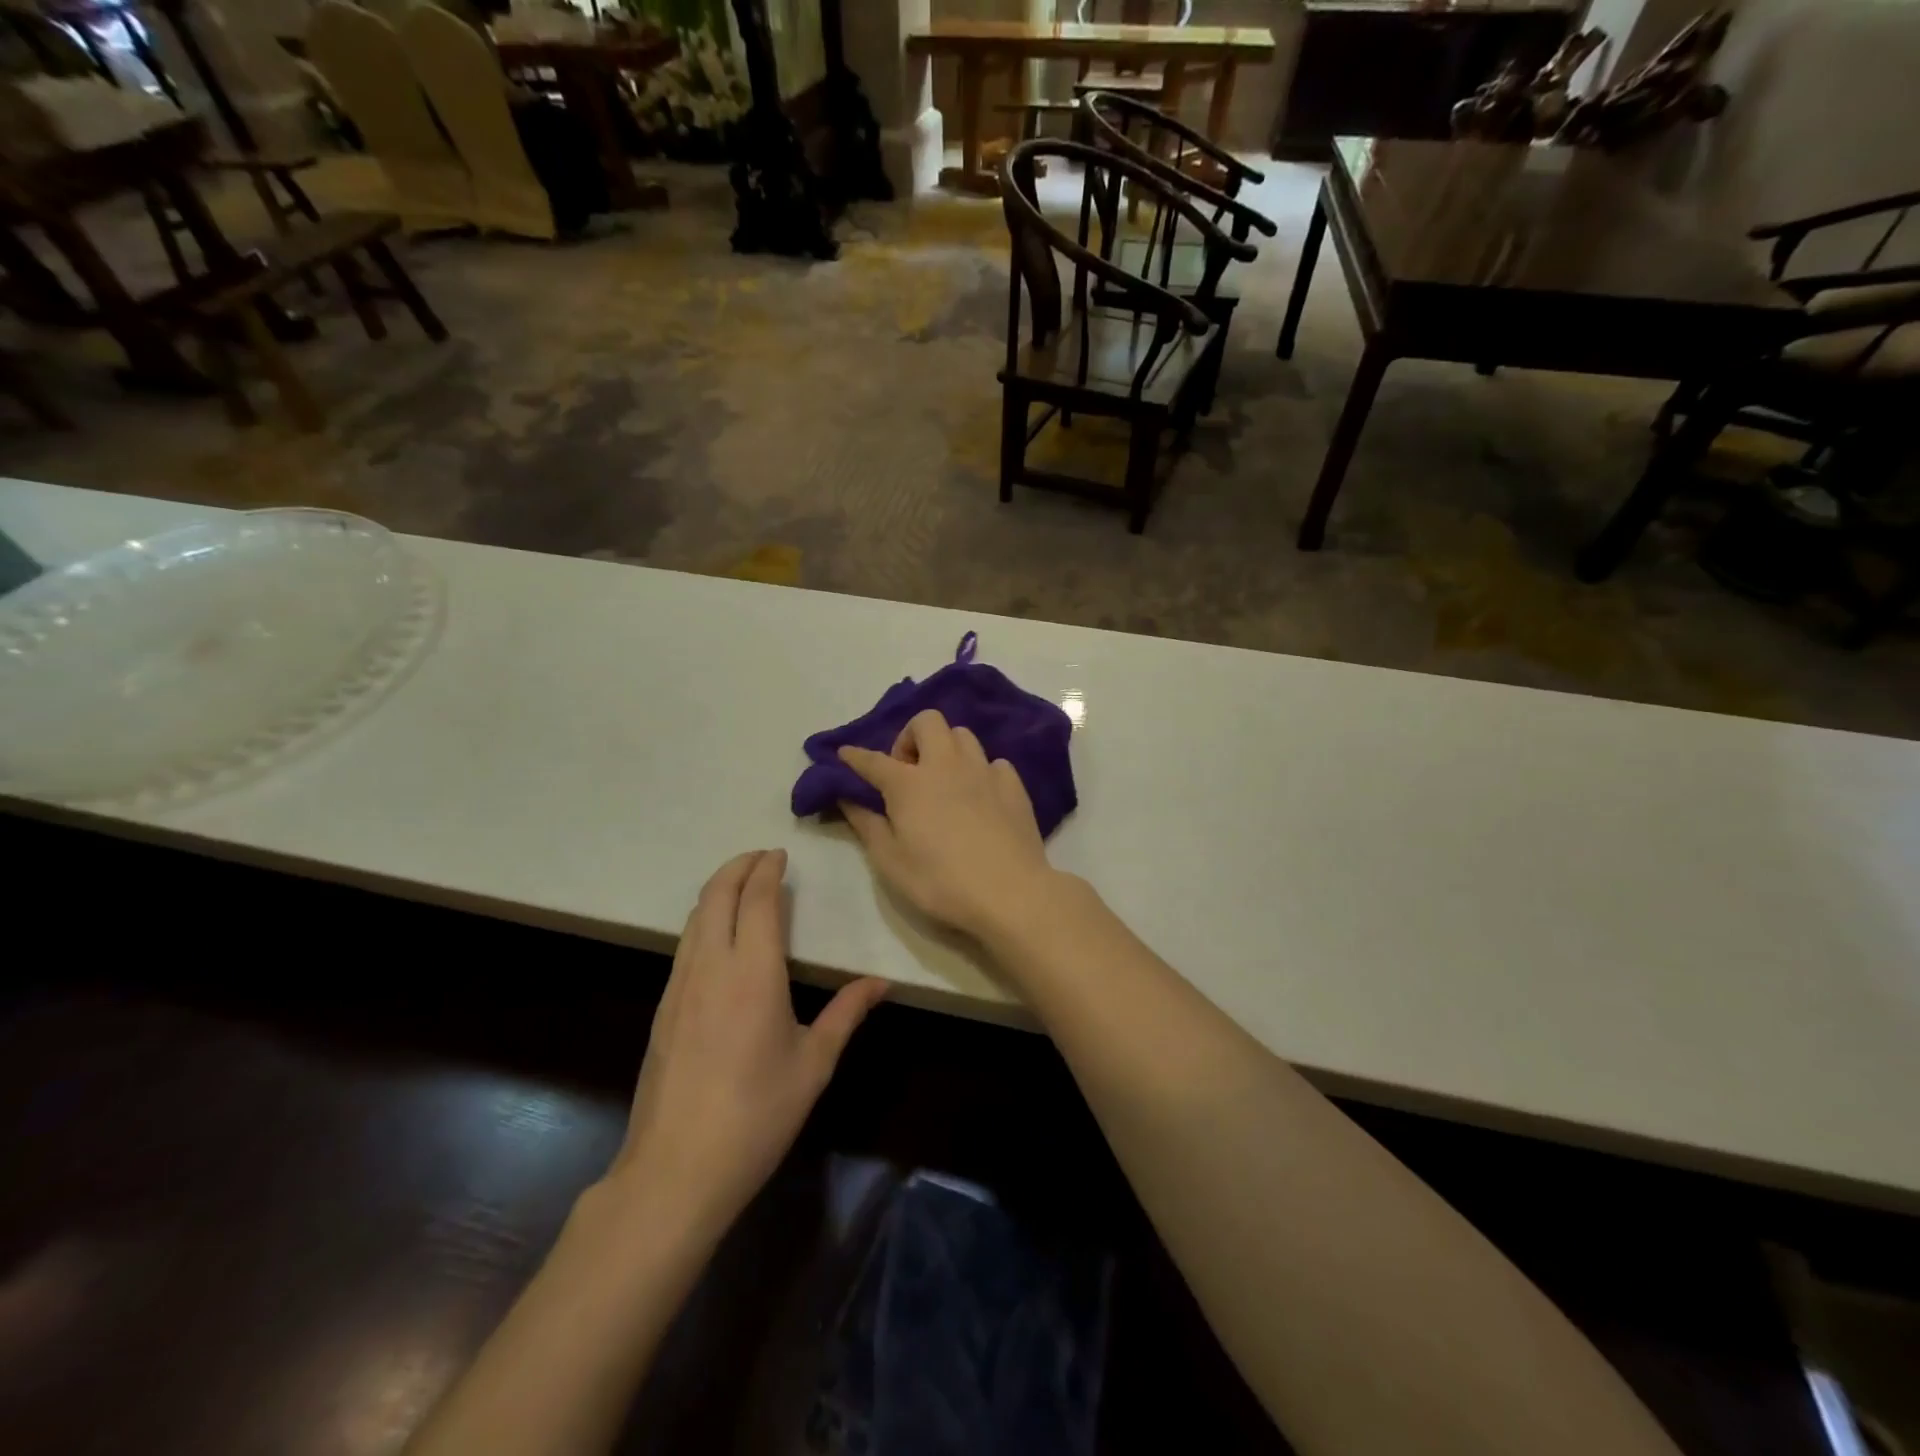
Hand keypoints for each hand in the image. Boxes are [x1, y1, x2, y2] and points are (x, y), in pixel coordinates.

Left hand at [603, 850, 886, 1244]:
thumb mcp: (814, 1064)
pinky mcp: (663, 1010)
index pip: (757, 901)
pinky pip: (684, 946)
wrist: (676, 1170)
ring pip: (694, 919)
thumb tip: (882, 983)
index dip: (767, 871)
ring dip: (717, 891)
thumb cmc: (757, 1115)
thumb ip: (847, 1014)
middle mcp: (711, 967)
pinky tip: (716, 936)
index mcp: (753, 973)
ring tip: (740, 885)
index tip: (780, 854)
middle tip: (760, 856)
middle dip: (737, 867)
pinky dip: (702, 921)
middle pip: (716, 897)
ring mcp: (679, 988)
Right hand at [838, 710, 1060, 941]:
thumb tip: (848, 799)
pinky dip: (981, 772)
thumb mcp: (890, 861)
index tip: (845, 754)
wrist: (1009, 892)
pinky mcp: (1013, 785)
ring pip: (963, 735)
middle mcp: (946, 765)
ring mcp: (983, 771)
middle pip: (927, 722)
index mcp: (909, 783)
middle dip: (910, 736)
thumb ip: (867, 824)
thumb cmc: (940, 881)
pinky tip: (980, 796)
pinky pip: (993, 762)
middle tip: (908, 771)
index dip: (855, 756)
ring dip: (947, 749)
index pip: (874, 760)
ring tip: (944, 780)